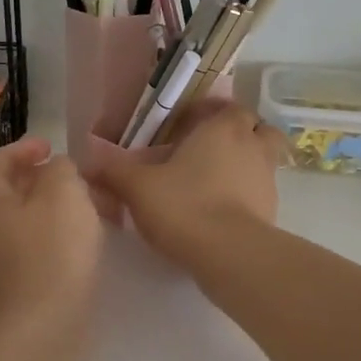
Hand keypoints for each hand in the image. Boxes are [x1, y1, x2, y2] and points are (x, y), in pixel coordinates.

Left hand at [0, 136, 103, 332]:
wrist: (40, 333)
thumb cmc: (52, 254)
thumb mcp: (65, 194)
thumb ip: (62, 169)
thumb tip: (56, 171)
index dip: (26, 147)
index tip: (52, 147)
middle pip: (7, 191)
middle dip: (41, 179)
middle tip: (74, 179)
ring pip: (19, 222)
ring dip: (48, 210)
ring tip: (83, 211)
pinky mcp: (5, 289)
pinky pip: (26, 249)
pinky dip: (48, 237)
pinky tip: (75, 246)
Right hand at [89, 101, 284, 265]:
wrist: (228, 254)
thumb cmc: (184, 205)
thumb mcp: (137, 186)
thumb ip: (113, 172)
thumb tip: (88, 165)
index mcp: (224, 129)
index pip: (229, 107)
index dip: (211, 113)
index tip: (187, 126)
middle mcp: (252, 147)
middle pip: (257, 128)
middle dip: (238, 134)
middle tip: (208, 150)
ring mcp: (268, 179)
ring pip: (263, 160)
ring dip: (245, 164)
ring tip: (214, 181)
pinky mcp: (272, 211)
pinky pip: (261, 192)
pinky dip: (247, 194)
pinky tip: (221, 209)